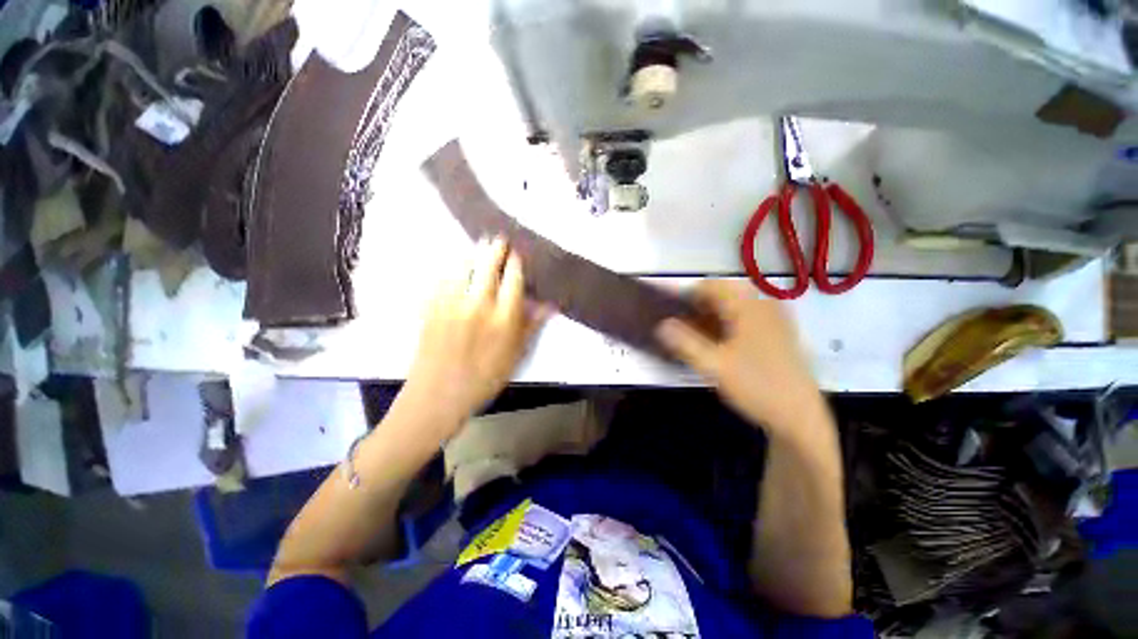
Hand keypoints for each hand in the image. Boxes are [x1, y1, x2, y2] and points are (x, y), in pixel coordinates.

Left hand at [401, 237, 547, 435]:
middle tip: (499, 238)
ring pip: (464, 266)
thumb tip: (551, 305)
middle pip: (488, 265)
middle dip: (495, 248)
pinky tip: (456, 266)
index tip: (517, 253)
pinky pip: (442, 277)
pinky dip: (452, 267)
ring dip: (473, 252)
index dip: (516, 262)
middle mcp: (478, 305)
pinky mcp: (432, 306)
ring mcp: (452, 303)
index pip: (513, 279)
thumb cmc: (484, 377)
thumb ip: (532, 325)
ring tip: (479, 245)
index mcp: (503, 318)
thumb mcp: (516, 355)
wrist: (439, 393)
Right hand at [656, 280, 828, 442]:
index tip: (673, 312)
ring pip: (734, 305)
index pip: (712, 285)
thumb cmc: (757, 386)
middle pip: (723, 293)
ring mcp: (773, 319)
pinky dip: (727, 323)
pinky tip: (720, 343)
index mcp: (748, 308)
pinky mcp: (777, 332)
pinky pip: (746, 316)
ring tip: (698, 335)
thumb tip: (661, 325)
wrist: (800, 416)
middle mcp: (763, 306)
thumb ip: (685, 343)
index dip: (688, 294)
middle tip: (684, 326)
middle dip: (700, 306)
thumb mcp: (714, 366)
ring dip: (712, 314)